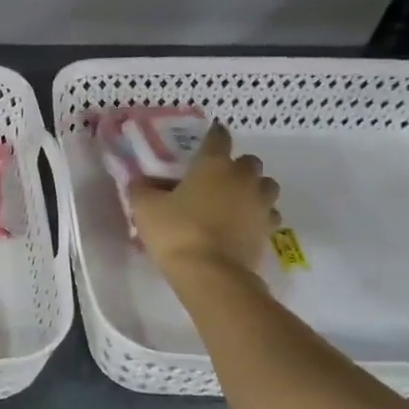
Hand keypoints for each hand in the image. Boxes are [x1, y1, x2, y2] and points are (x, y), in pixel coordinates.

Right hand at [129, 122, 279, 280]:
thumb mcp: (145, 208)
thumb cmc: (176, 232)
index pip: (218, 137)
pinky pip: (269, 214)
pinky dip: (258, 215)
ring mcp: (261, 203)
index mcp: (214, 164)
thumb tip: (140, 180)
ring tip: (234, 201)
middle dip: (236, 166)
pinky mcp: (268, 229)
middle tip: (216, 179)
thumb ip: (142, 189)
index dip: (213, 135)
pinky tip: (243, 225)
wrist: (211, 274)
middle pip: (248, 161)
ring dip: (253, 189)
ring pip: (265, 186)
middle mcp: (243, 177)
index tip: (205, 142)